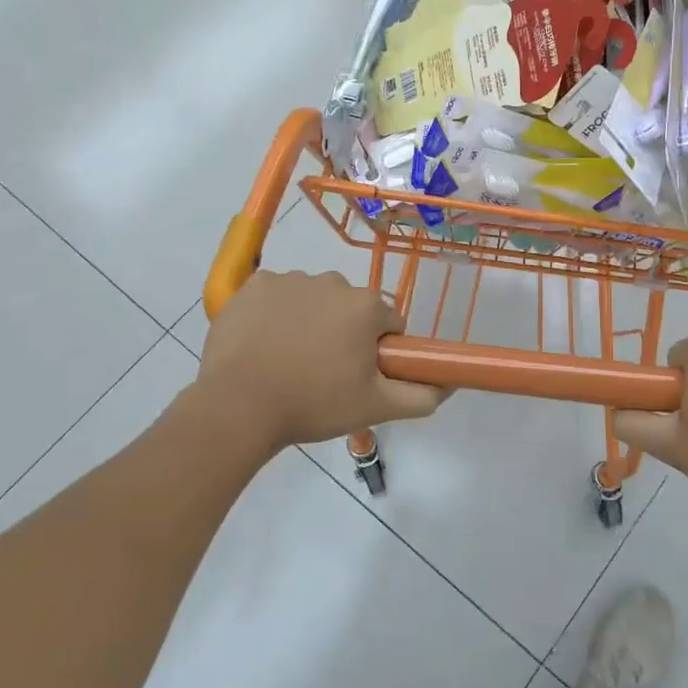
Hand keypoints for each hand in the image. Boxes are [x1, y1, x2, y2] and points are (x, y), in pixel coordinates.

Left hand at [197, 271, 446, 451]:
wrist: (239, 407)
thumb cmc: (314, 404)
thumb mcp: (376, 407)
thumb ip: (421, 395)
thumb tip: (448, 384)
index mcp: (365, 306)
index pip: (388, 322)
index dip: (379, 350)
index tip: (359, 374)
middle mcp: (332, 282)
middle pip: (350, 308)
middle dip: (344, 333)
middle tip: (324, 373)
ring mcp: (289, 280)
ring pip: (313, 299)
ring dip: (310, 321)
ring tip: (289, 361)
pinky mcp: (253, 286)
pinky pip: (276, 295)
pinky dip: (275, 313)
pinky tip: (264, 344)